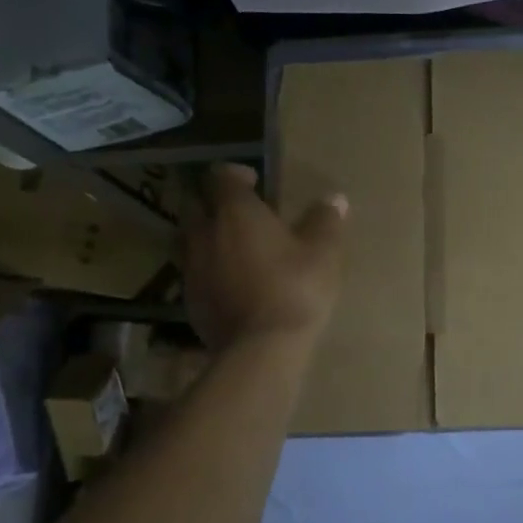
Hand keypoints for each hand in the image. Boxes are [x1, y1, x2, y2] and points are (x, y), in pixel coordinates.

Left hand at [182, 164, 346, 352]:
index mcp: (235, 212)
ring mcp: (191, 268)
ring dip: (206, 236)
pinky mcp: (189, 300)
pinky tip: (230, 282)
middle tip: (239, 213)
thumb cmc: (295, 289)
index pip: (220, 176)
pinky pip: (194, 273)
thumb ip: (326, 221)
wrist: (262, 348)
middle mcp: (204, 233)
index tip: (254, 182)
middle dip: (213, 203)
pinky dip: (208, 269)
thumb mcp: (323, 253)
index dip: (235, 174)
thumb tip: (334, 199)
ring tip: (231, 247)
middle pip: (194, 205)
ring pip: (188, 239)